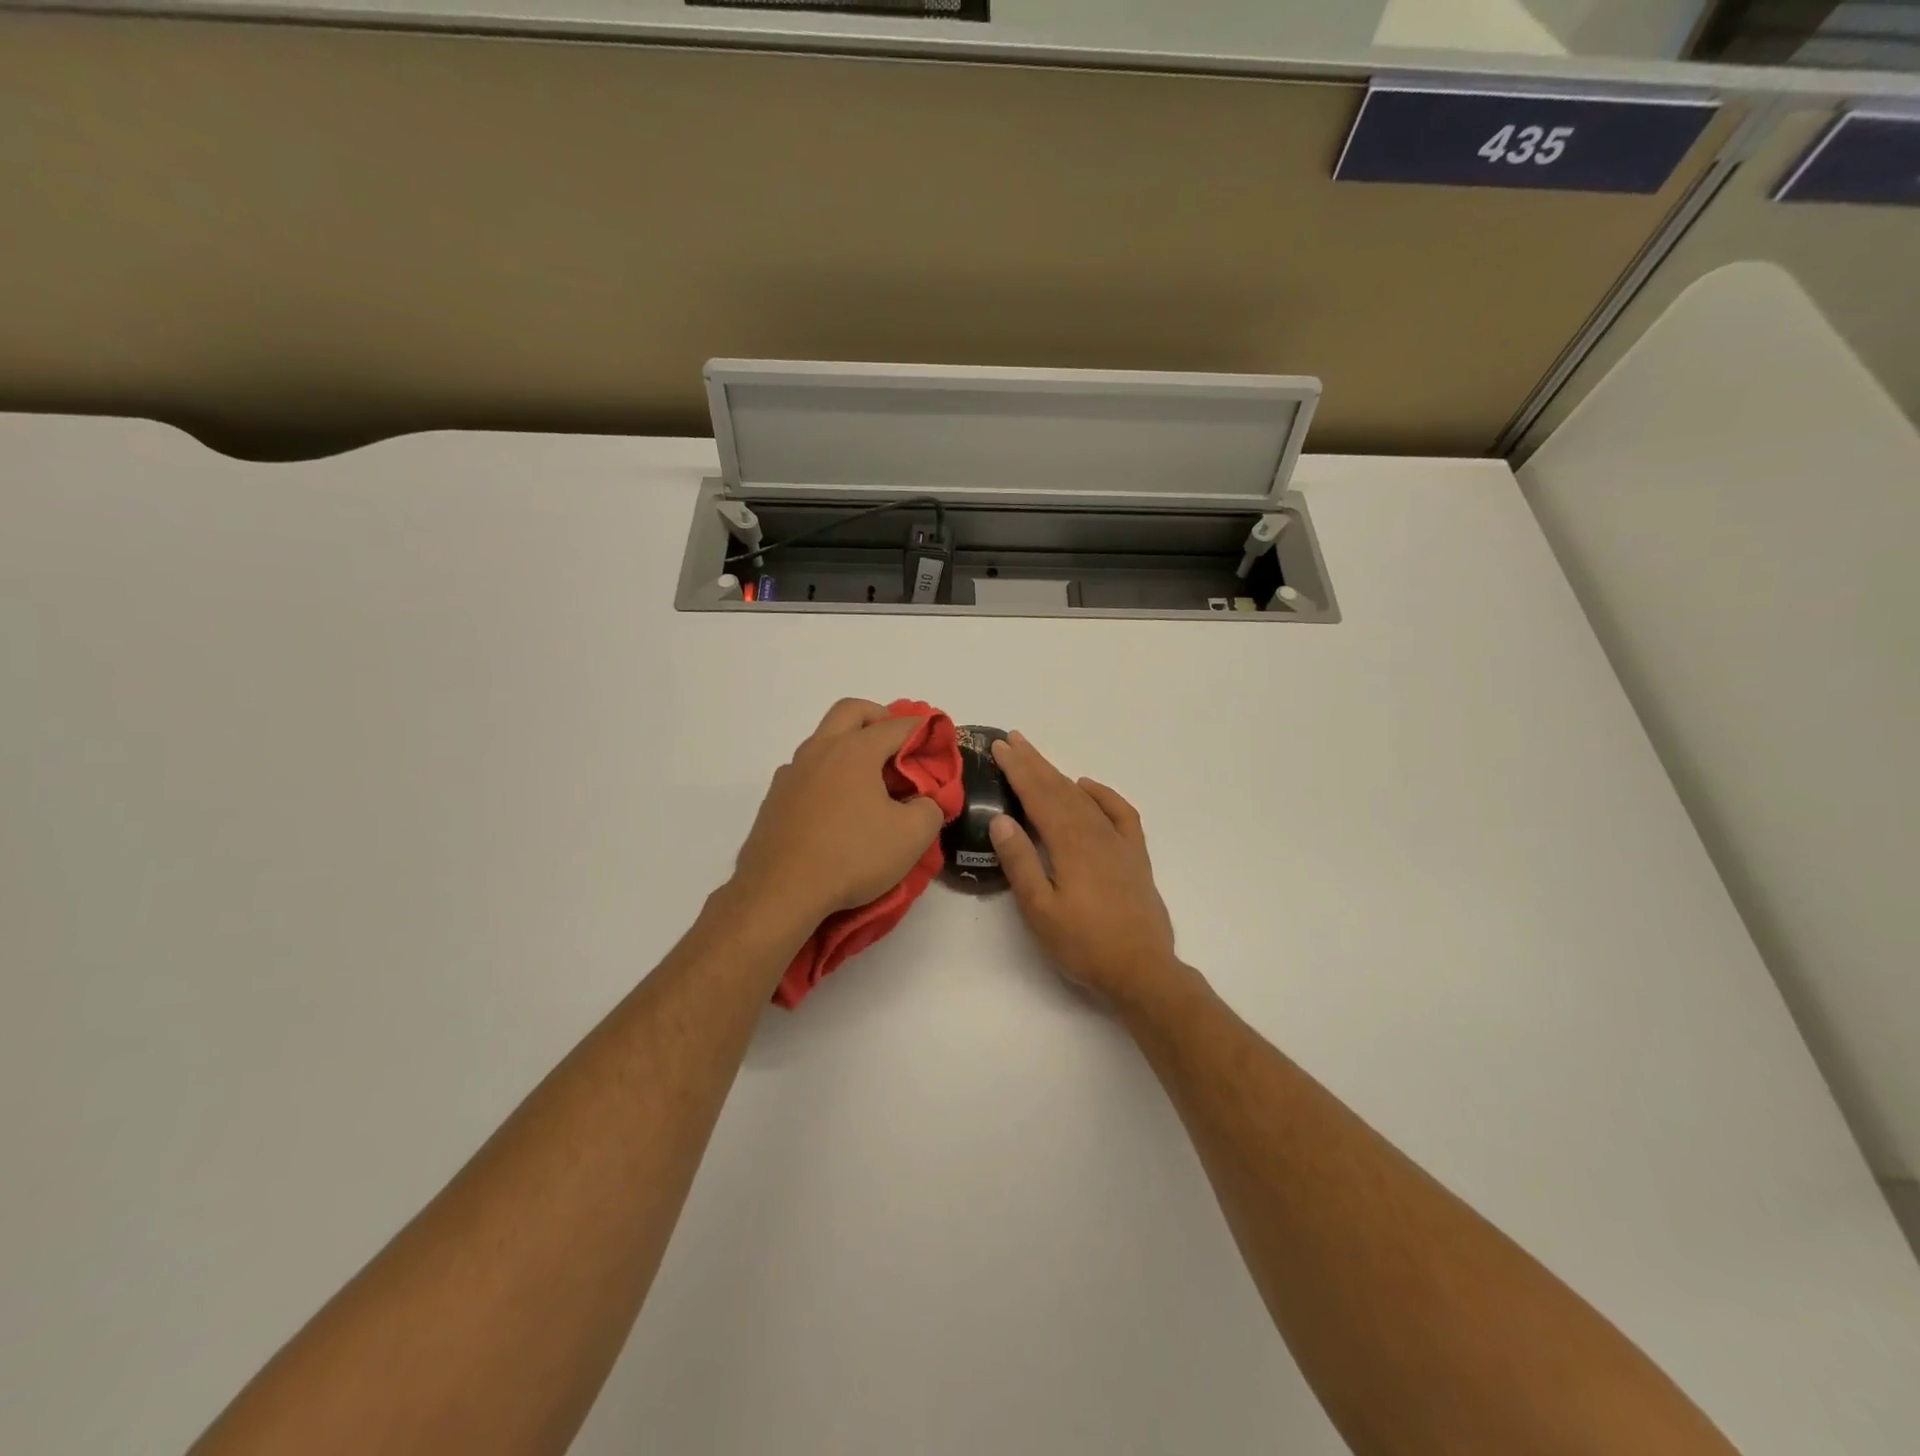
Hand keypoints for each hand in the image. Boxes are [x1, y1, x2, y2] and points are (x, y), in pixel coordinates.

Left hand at [729, 699, 945, 930]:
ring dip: (850, 747)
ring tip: (871, 782)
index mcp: (854, 750)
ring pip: (824, 740)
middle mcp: (819, 750)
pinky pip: (807, 772)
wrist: (780, 893)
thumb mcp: (912, 836)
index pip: (897, 726)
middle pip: (852, 711)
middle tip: (898, 745)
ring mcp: (791, 773)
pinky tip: (838, 810)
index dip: (923, 732)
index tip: (938, 745)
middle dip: (880, 718)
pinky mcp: (775, 799)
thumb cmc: (851, 857)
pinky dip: (829, 776)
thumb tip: (925, 800)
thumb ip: (931, 808)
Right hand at [987, 732, 1186, 1007]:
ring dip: (1060, 775)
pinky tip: (1088, 787)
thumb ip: (1021, 863)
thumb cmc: (1084, 945)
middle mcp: (1095, 833)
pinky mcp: (1135, 855)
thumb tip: (1001, 820)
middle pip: (1060, 789)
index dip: (1018, 769)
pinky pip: (1120, 813)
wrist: (1142, 970)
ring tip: (1039, 759)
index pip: (1038, 796)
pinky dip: (1103, 795)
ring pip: (1084, 798)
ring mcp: (1119, 843)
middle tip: (1013, 740)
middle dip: (1034, 763)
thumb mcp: (1041, 910)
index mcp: (1070, 844)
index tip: (1000, 746)